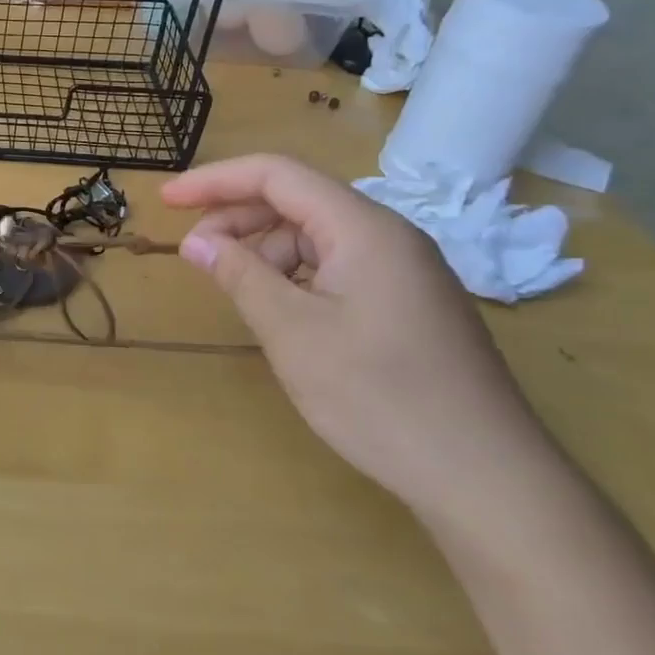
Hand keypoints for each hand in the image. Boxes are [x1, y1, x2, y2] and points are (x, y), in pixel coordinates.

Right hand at [163, 154, 566, 526]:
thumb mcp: (293, 333)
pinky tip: (280, 310)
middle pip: (298, 200)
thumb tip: (196, 242)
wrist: (488, 479)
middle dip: (238, 217)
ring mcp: (404, 270)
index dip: (215, 180)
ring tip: (235, 288)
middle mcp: (388, 236)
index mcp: (364, 228)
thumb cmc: (380, 397)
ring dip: (266, 250)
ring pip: (317, 235)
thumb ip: (240, 276)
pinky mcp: (409, 303)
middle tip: (194, 254)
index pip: (277, 174)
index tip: (167, 201)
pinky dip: (297, 275)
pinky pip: (339, 266)